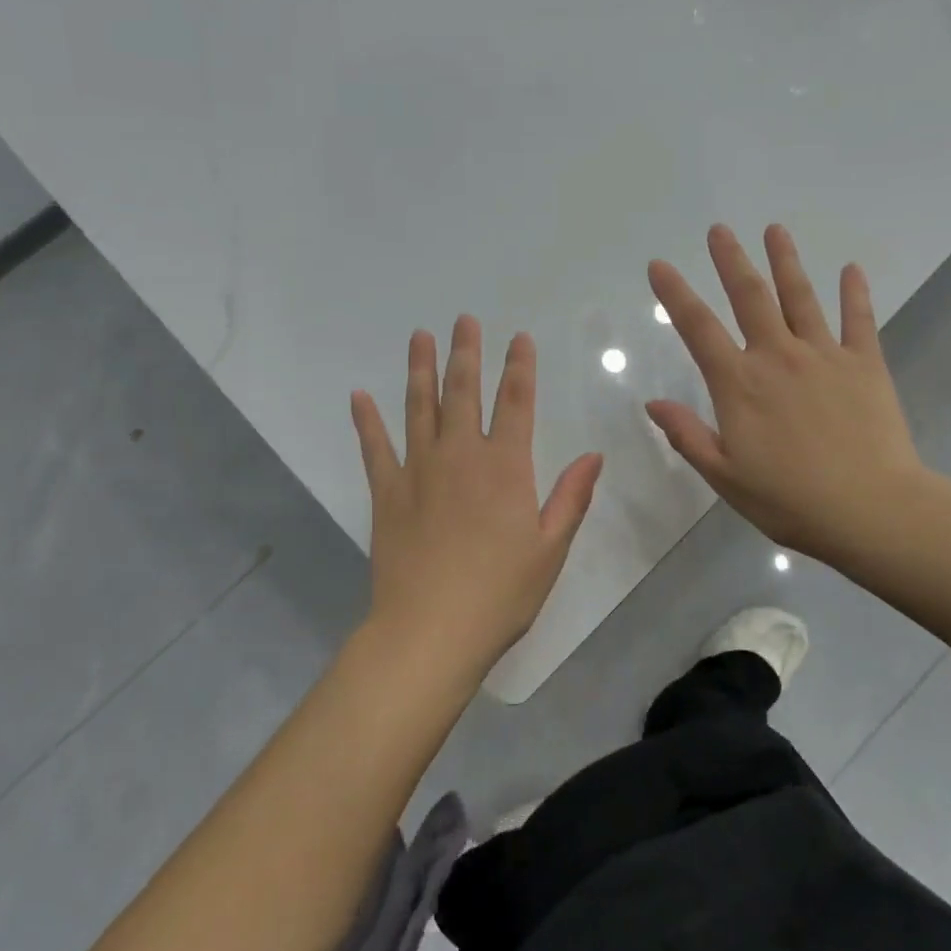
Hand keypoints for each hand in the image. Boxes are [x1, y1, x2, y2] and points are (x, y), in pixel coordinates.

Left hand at [351, 316, 603, 677]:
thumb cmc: (500, 593)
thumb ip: (571, 497)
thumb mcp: (550, 549)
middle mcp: (461, 456)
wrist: (431, 629)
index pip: (516, 403)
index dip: (520, 367)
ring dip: (420, 369)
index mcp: (505, 468)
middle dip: (466, 353)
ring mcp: (419, 470)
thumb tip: (592, 455)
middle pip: (463, 392)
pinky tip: (358, 396)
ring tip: (420, 337)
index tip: (519, 338)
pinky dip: (366, 421)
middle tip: (463, 320)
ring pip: (419, 408)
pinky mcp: (387, 492)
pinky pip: (374, 447)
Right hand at [645, 224, 932, 565]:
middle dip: (731, 260)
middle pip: (750, 297)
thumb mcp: (724, 476)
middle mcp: (777, 357)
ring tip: (775, 230)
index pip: (698, 328)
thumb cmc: (789, 500)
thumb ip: (687, 435)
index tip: (660, 265)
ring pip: (800, 297)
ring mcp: (824, 356)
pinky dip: (855, 293)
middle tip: (719, 229)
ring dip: (785, 262)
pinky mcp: (865, 364)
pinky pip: (858, 320)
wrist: (870, 509)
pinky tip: (851, 269)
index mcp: (739, 384)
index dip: (675, 294)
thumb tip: (652, 403)